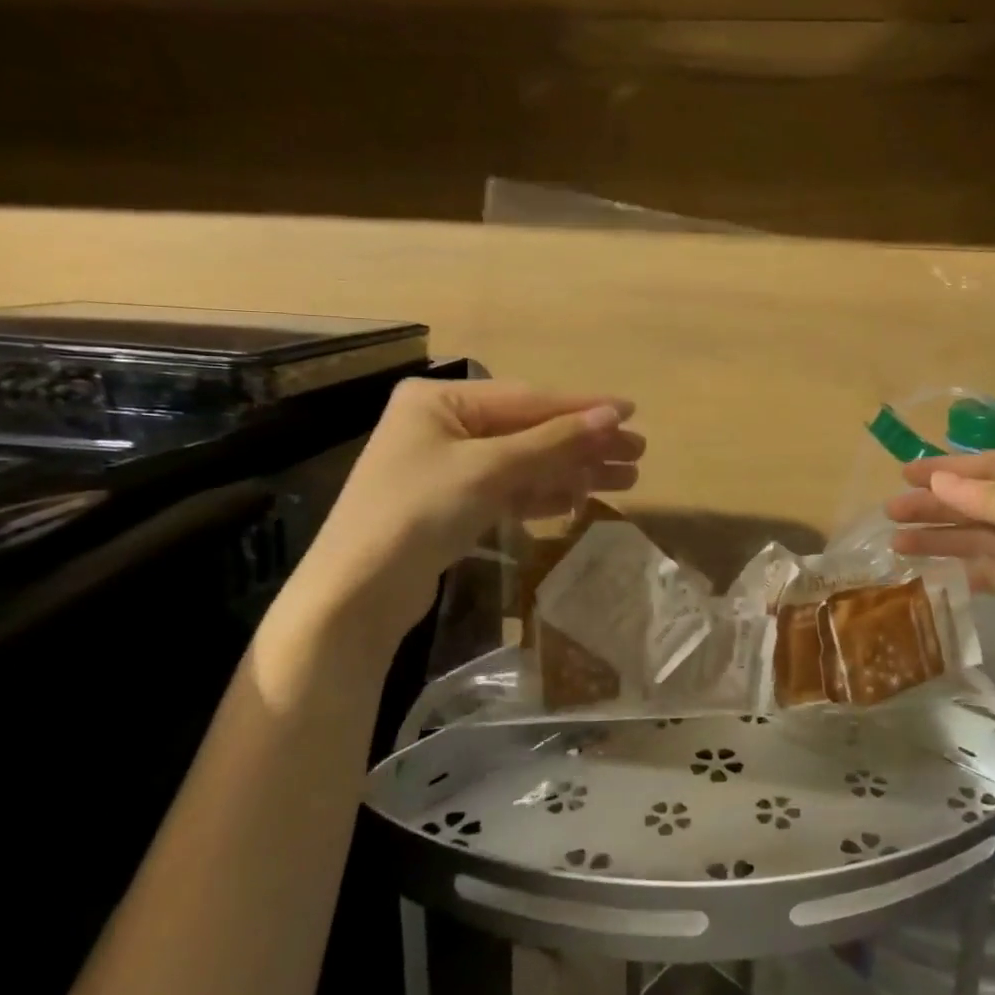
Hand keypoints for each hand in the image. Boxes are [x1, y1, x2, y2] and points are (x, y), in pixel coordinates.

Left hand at [284, 380, 642, 653]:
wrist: (356, 595)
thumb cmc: (418, 512)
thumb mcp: (490, 469)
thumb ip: (553, 441)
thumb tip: (614, 415)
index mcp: (442, 400)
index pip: (528, 399)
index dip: (583, 408)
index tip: (631, 412)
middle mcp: (444, 425)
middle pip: (530, 430)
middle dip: (584, 444)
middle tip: (638, 453)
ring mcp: (448, 466)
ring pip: (525, 462)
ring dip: (572, 471)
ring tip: (626, 480)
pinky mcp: (453, 504)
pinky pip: (510, 489)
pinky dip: (544, 494)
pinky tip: (579, 499)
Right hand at [886, 453, 994, 687]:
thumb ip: (992, 502)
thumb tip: (939, 481)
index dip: (950, 469)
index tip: (906, 474)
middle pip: (984, 501)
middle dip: (939, 506)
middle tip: (892, 511)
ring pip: (984, 537)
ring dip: (944, 538)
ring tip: (897, 542)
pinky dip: (966, 568)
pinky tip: (933, 570)